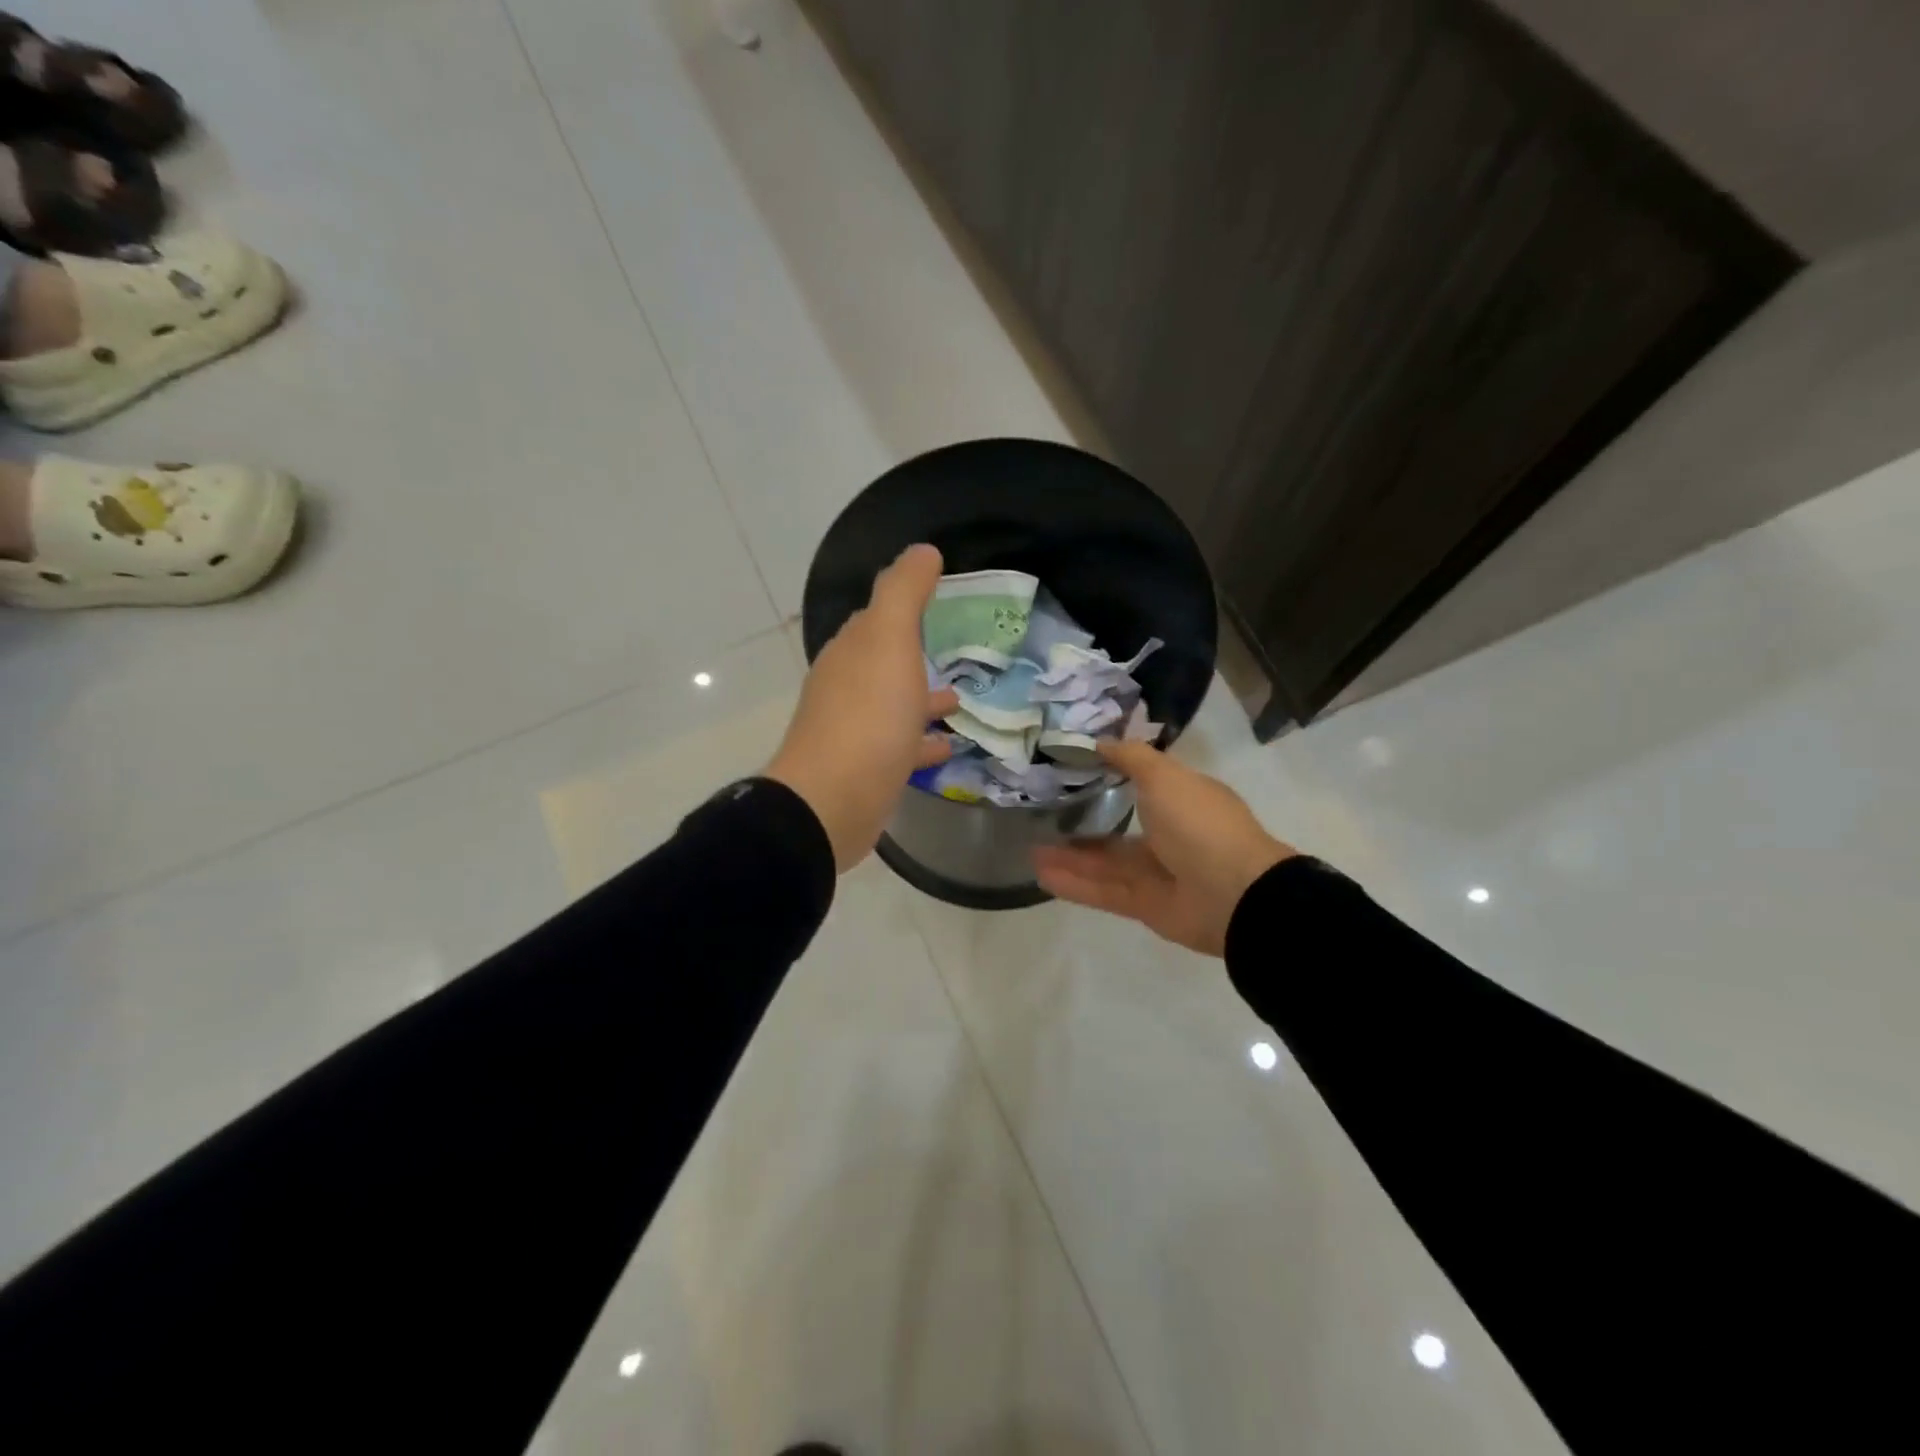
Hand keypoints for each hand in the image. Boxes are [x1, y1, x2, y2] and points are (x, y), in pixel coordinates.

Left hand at [768, 544, 959, 872]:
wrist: (834, 801)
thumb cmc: (868, 715)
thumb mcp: (890, 640)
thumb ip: (904, 592)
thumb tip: (923, 550)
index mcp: (851, 652)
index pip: (875, 619)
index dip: (903, 607)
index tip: (939, 601)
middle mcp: (848, 688)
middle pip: (885, 663)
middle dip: (915, 655)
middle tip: (956, 651)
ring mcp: (856, 732)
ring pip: (895, 706)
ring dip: (923, 699)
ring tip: (962, 699)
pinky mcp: (869, 770)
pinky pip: (902, 747)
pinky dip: (924, 741)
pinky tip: (950, 745)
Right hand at [1033, 739, 1293, 955]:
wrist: (1233, 894)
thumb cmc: (1199, 824)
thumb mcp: (1164, 775)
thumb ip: (1130, 757)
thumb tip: (1099, 742)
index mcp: (1182, 800)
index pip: (1143, 785)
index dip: (1110, 776)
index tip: (1072, 770)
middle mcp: (1171, 835)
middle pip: (1118, 829)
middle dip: (1083, 824)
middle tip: (1044, 815)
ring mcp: (1158, 873)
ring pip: (1106, 863)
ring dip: (1070, 857)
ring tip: (1031, 849)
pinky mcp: (1145, 905)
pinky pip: (1103, 891)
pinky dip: (1074, 884)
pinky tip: (1041, 875)